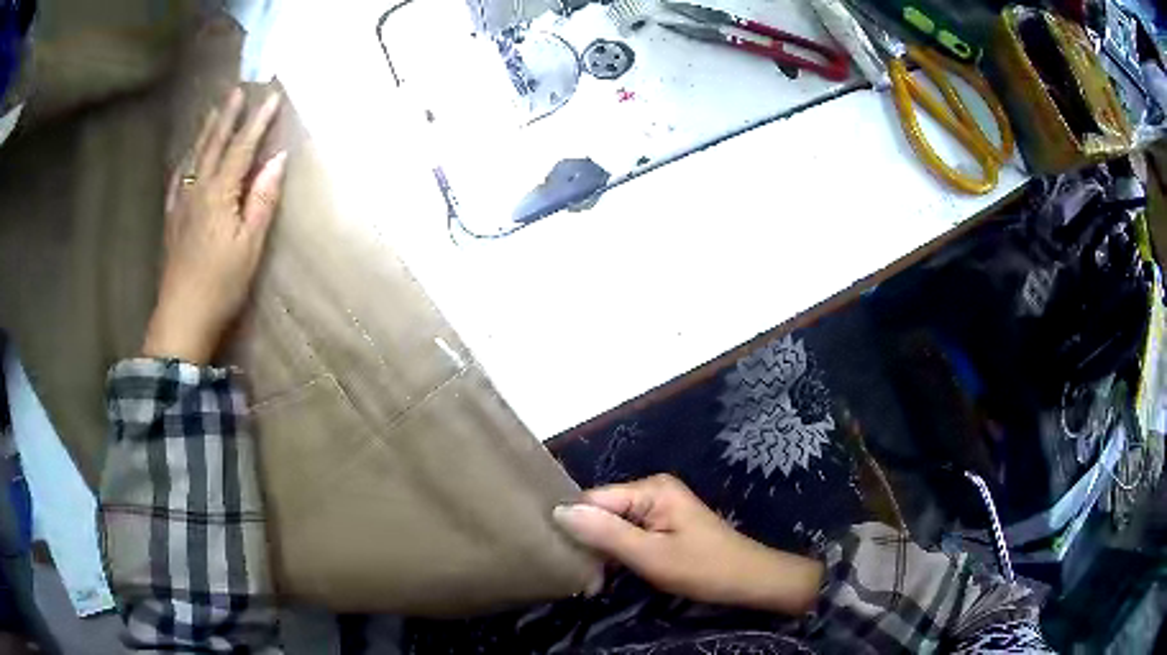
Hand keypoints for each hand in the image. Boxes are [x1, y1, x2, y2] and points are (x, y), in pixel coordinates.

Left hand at [143, 87, 286, 363]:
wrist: (181, 318)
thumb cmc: (221, 284)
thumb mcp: (250, 245)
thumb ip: (262, 199)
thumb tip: (278, 160)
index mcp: (219, 193)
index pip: (242, 148)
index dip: (257, 122)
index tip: (272, 97)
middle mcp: (198, 189)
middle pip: (214, 145)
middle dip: (228, 116)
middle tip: (237, 91)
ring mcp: (181, 203)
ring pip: (194, 158)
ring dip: (206, 132)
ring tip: (213, 111)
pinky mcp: (172, 220)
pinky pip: (178, 180)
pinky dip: (185, 162)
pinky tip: (187, 157)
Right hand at [553, 474, 823, 614]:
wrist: (749, 580)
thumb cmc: (703, 568)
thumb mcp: (650, 556)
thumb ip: (606, 533)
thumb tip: (558, 510)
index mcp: (650, 489)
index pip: (593, 500)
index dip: (575, 526)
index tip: (562, 558)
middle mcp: (652, 490)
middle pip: (602, 511)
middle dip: (589, 542)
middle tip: (582, 578)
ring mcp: (659, 507)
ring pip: (613, 525)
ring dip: (602, 552)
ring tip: (591, 581)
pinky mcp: (663, 524)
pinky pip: (628, 533)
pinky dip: (618, 553)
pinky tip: (609, 575)